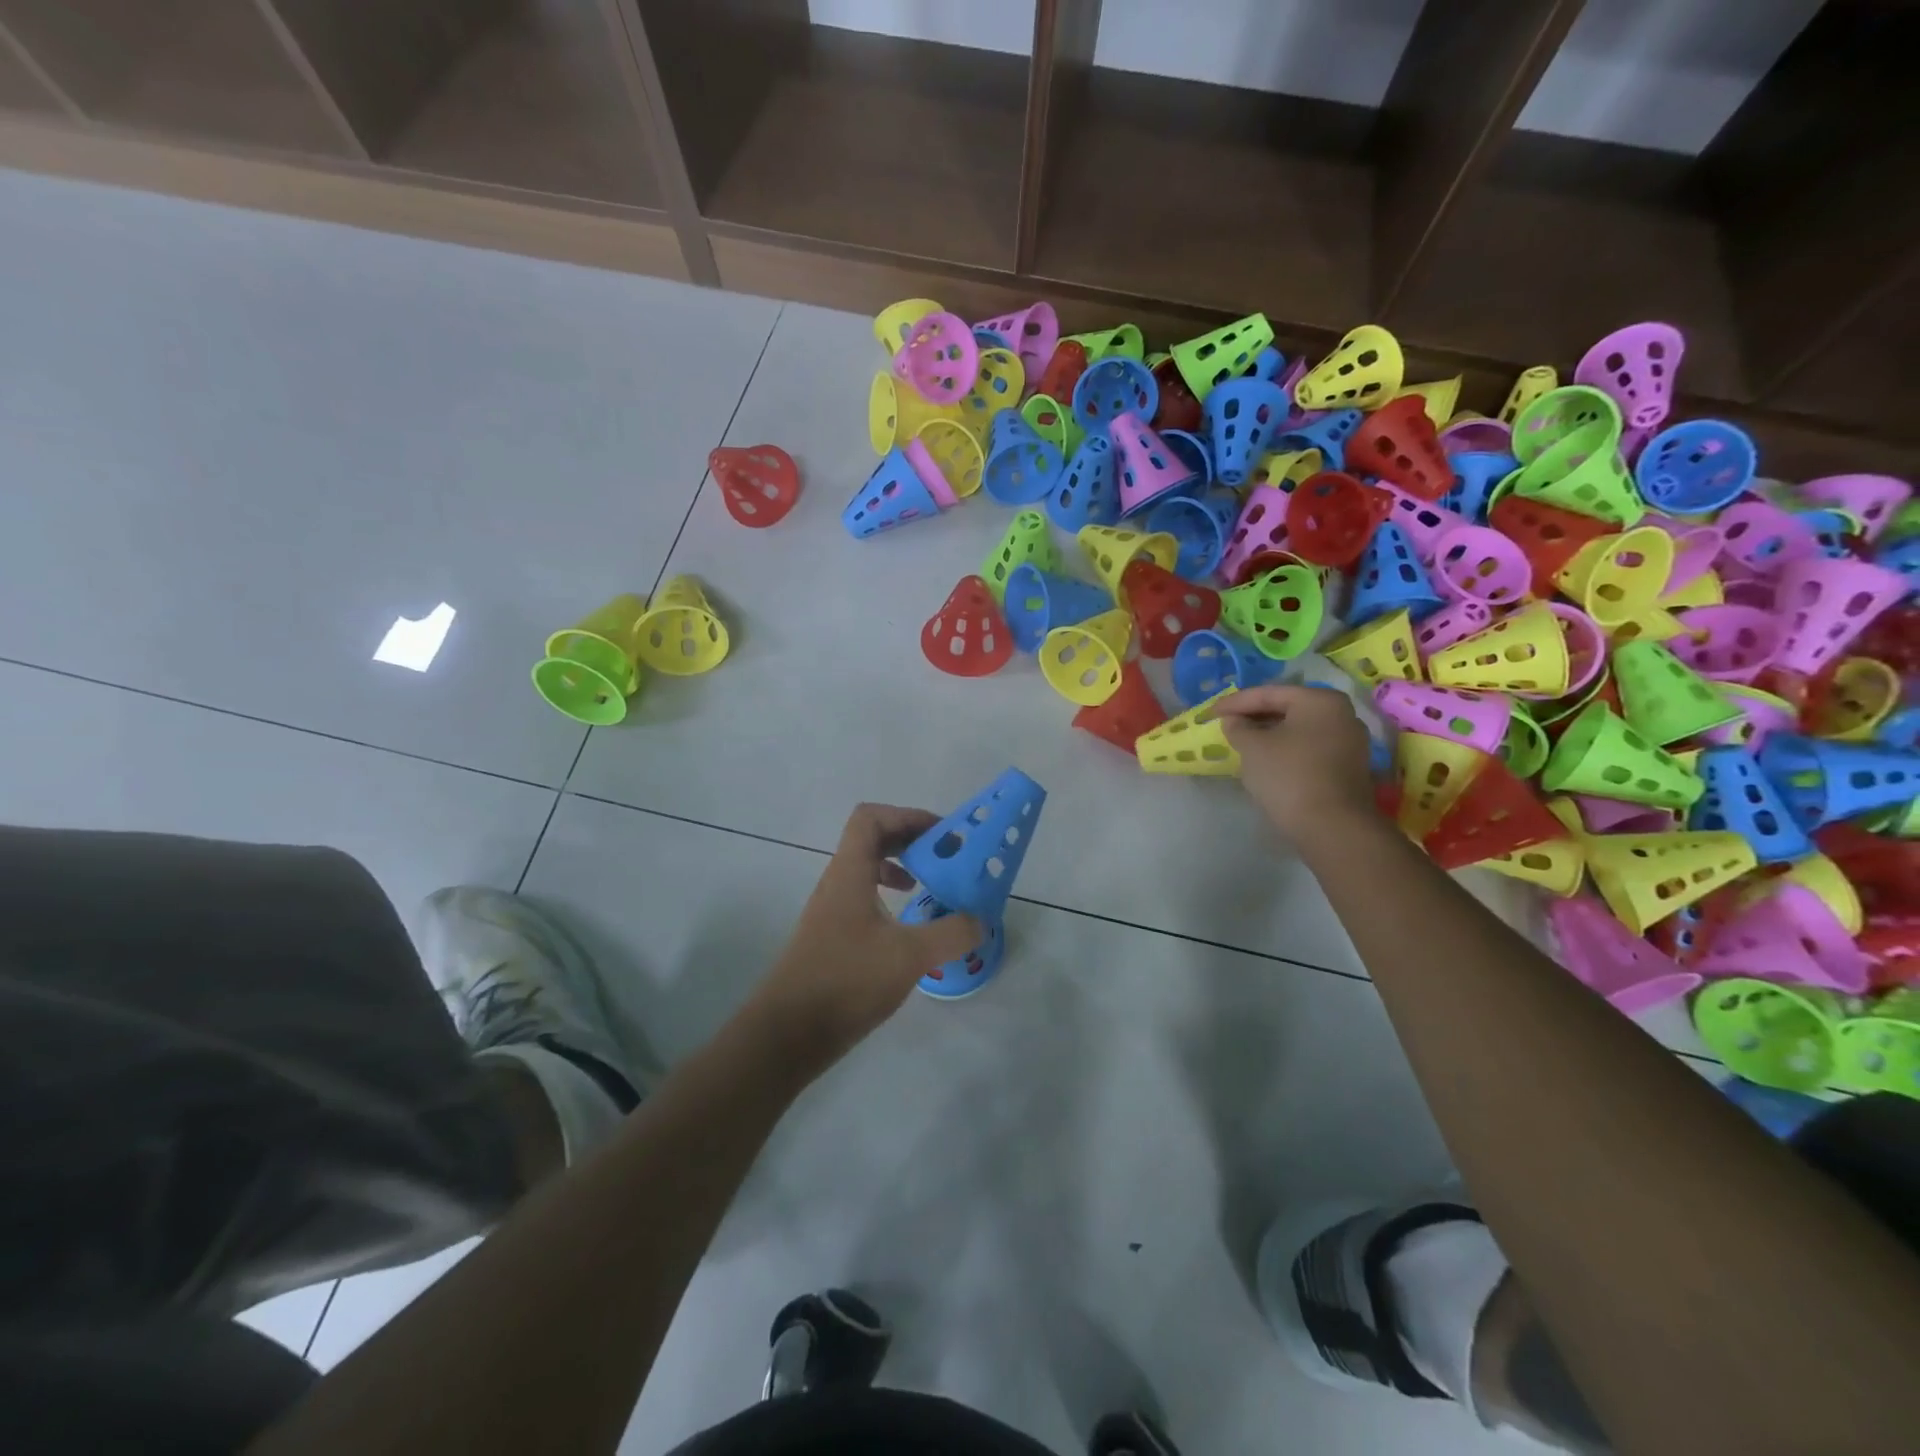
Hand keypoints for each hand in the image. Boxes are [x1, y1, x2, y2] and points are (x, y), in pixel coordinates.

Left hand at [747, 804, 983, 1067]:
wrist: (788, 1032)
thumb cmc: (846, 981)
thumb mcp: (909, 956)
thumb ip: (951, 934)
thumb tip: (980, 920)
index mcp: (850, 873)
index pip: (870, 818)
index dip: (907, 816)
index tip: (941, 836)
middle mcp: (838, 883)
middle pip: (872, 839)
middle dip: (911, 840)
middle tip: (945, 857)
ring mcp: (832, 910)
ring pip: (867, 870)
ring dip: (901, 868)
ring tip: (931, 886)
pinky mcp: (833, 937)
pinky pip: (864, 898)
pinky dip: (890, 899)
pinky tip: (909, 927)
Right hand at [1216, 685, 1376, 841]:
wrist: (1333, 827)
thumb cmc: (1289, 776)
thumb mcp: (1252, 747)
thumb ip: (1238, 727)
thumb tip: (1235, 721)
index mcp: (1320, 700)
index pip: (1268, 693)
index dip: (1234, 702)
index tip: (1209, 713)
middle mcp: (1342, 714)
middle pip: (1287, 708)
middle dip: (1254, 717)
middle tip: (1226, 725)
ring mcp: (1350, 742)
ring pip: (1299, 729)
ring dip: (1269, 734)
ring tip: (1242, 743)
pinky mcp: (1348, 767)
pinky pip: (1309, 748)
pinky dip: (1286, 749)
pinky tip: (1266, 760)